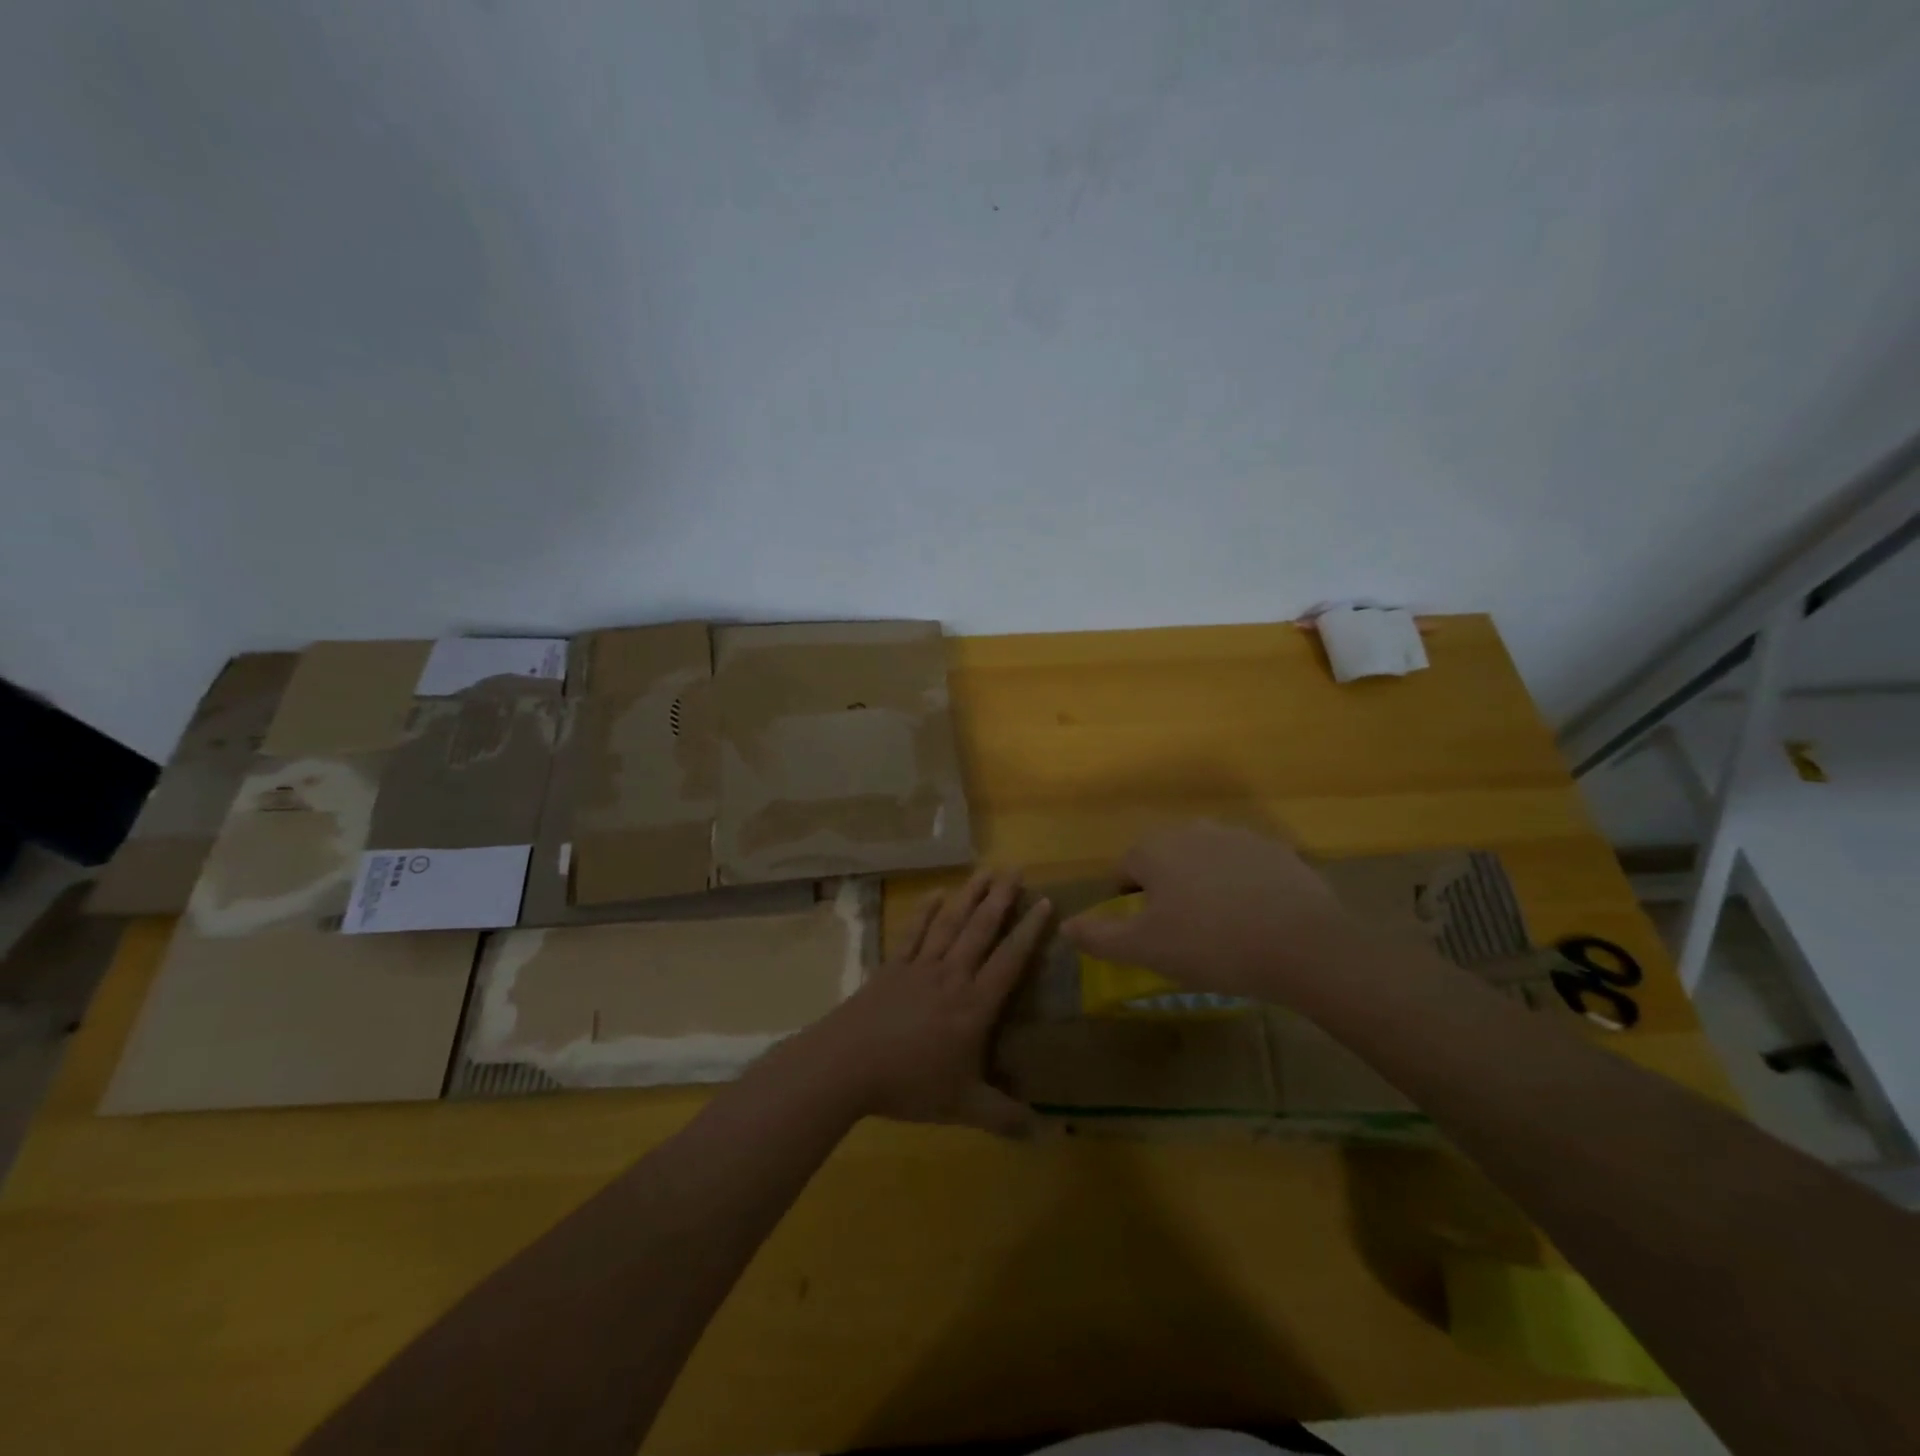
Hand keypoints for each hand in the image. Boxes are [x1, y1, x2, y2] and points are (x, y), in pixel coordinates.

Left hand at [801, 870, 1050, 1136]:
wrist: (846, 1065)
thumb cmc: (909, 1083)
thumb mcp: (963, 1106)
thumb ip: (1004, 1117)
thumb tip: (1047, 1135)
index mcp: (974, 1005)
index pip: (1009, 961)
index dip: (1029, 932)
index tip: (1045, 903)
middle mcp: (951, 976)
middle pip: (980, 930)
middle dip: (1001, 899)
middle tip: (1016, 869)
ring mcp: (919, 967)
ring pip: (950, 924)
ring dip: (969, 896)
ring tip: (985, 871)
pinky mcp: (892, 967)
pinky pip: (914, 933)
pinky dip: (927, 911)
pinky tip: (937, 894)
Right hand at [1061, 821, 1357, 1000]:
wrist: (1303, 945)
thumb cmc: (1210, 944)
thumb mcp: (1145, 948)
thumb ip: (1100, 936)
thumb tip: (1067, 927)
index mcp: (1155, 848)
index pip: (1126, 868)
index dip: (1129, 901)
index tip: (1146, 932)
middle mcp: (1193, 830)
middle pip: (1166, 858)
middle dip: (1167, 889)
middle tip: (1181, 932)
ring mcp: (1239, 836)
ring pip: (1206, 860)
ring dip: (1204, 885)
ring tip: (1220, 928)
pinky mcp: (1277, 851)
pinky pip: (1245, 867)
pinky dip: (1242, 887)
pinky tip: (1256, 920)